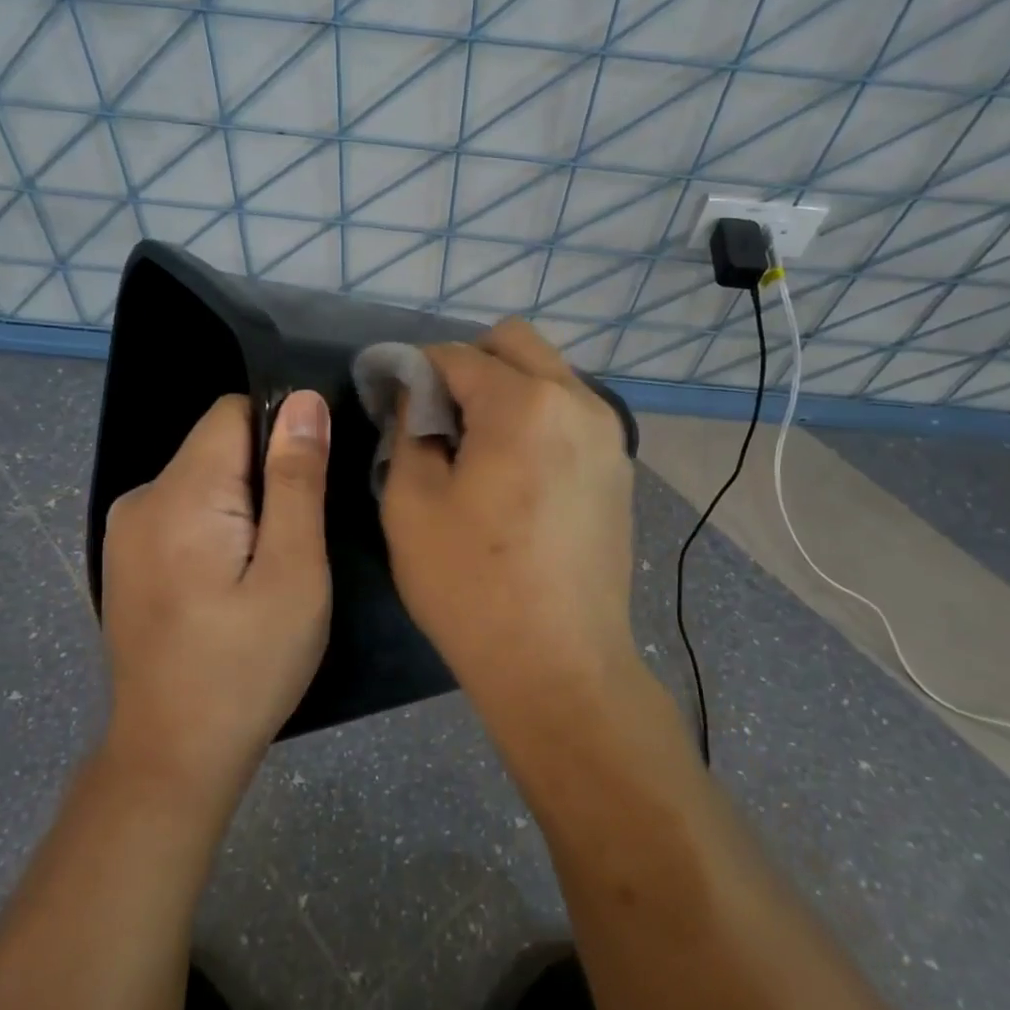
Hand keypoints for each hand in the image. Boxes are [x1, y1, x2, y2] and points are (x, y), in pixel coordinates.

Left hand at [99, 391, 331, 800]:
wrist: (172, 756)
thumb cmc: (247, 666)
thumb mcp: (294, 571)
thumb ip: (297, 480)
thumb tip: (303, 400)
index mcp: (180, 494)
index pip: (235, 412)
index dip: (282, 436)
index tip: (307, 489)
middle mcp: (140, 498)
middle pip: (219, 446)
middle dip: (265, 478)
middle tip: (292, 546)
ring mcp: (125, 531)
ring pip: (204, 480)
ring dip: (243, 507)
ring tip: (263, 572)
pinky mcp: (126, 559)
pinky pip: (183, 512)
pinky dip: (216, 529)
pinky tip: (228, 586)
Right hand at [380, 319, 637, 704]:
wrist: (561, 666)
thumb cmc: (472, 587)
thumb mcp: (411, 505)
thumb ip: (409, 431)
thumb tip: (415, 397)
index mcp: (523, 404)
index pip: (456, 355)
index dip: (414, 368)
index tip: (390, 396)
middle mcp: (577, 401)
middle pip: (515, 343)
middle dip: (467, 363)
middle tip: (436, 415)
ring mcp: (608, 434)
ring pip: (548, 374)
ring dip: (505, 388)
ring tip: (475, 446)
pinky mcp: (619, 467)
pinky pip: (570, 412)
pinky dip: (536, 417)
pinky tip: (515, 472)